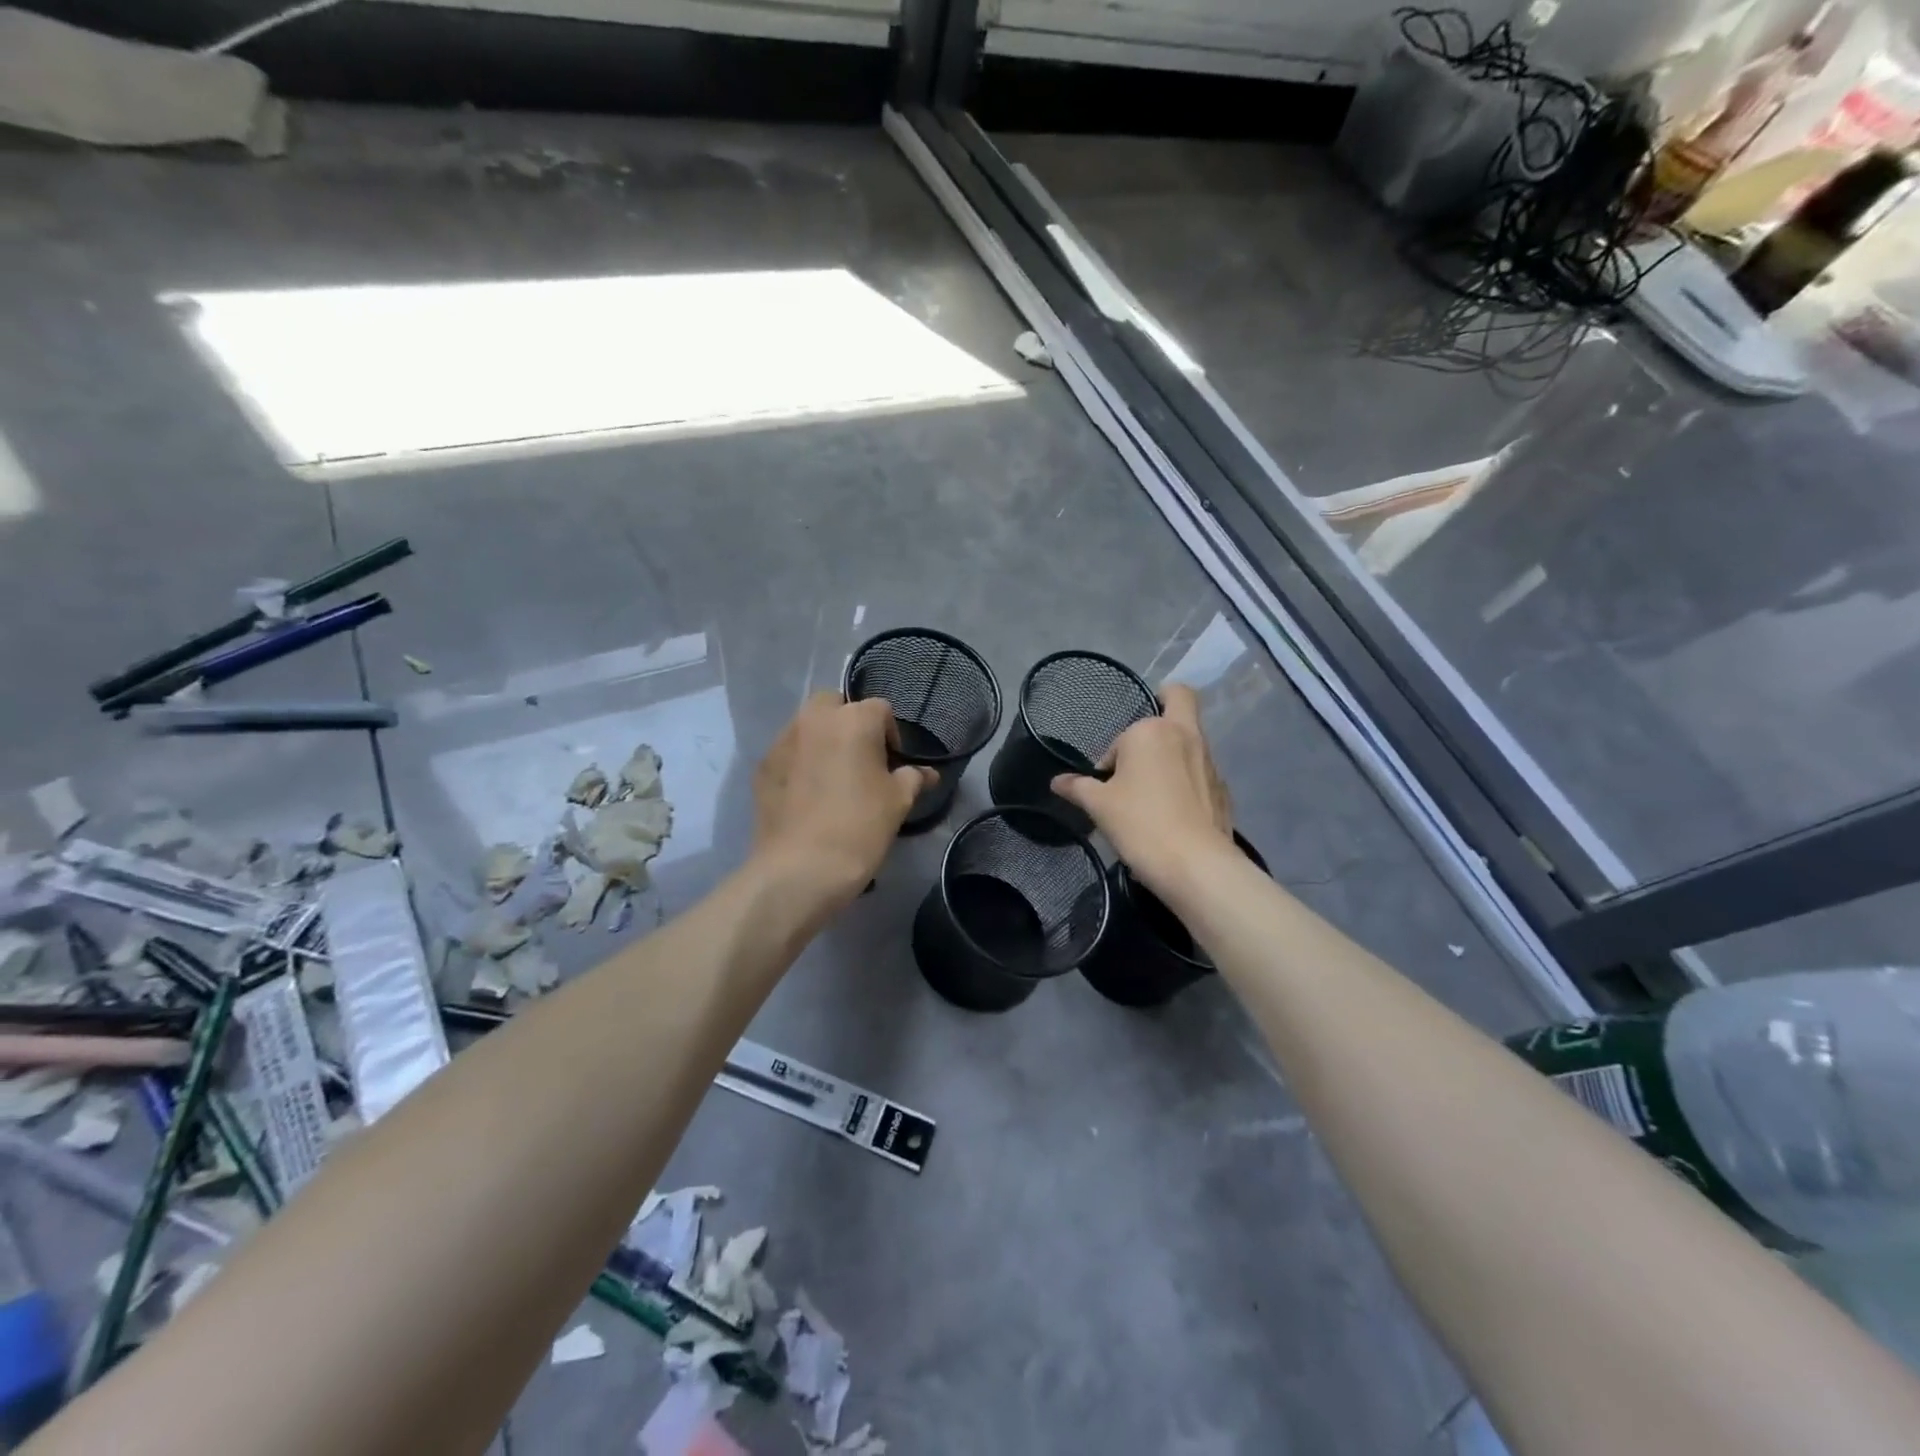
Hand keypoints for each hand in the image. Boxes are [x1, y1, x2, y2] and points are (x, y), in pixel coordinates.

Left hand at [752, 692, 934, 904]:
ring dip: (823, 740)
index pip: (880, 709)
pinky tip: (808, 794)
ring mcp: (783, 741)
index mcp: (853, 720)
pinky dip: (800, 762)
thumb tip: (927, 773)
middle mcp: (815, 719)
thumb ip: (914, 778)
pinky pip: (788, 753)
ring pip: (808, 726)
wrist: (801, 869)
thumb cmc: (860, 827)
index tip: (893, 765)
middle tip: (861, 760)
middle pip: (836, 705)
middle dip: (850, 723)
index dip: (891, 734)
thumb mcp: (898, 802)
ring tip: (833, 777)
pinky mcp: (763, 767)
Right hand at [1051, 684, 1234, 898]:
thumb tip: (1057, 781)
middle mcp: (1185, 735)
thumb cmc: (1140, 824)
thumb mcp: (1099, 805)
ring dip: (1173, 752)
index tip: (1105, 783)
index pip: (1124, 735)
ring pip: (1191, 739)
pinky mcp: (1223, 788)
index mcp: (1152, 731)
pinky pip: (1201, 771)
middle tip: (1143, 739)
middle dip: (1164, 704)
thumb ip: (1077, 787)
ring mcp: (1209, 761)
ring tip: (1153, 791)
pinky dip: (1188, 781)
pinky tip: (1174, 812)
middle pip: (1180, 699)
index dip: (1111, 756)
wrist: (1196, 865)